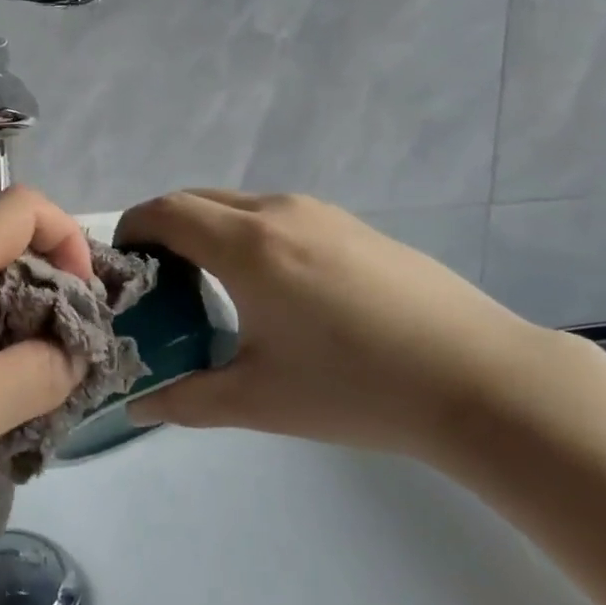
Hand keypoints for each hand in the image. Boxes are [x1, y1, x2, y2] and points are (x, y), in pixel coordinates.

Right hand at [117, 190, 553, 459]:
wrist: (483, 379)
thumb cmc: (358, 389)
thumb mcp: (260, 401)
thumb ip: (186, 400)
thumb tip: (136, 406)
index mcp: (247, 246)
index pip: (165, 211)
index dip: (132, 228)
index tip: (123, 265)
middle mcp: (278, 211)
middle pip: (197, 198)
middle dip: (165, 229)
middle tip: (160, 281)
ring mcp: (321, 212)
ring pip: (239, 204)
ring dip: (209, 231)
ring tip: (214, 287)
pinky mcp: (353, 225)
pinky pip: (277, 215)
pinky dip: (248, 235)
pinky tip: (275, 290)